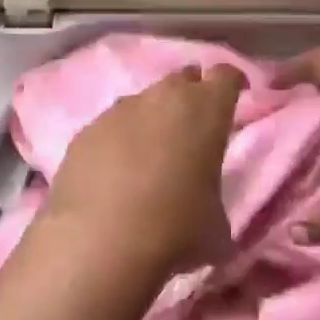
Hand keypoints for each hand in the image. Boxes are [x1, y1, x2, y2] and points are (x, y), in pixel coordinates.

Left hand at [38, 64, 245, 274]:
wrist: (99, 244)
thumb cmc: (176, 230)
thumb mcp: (217, 227)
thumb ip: (215, 201)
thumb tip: (205, 210)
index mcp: (205, 110)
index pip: (226, 75)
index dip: (232, 84)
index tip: (236, 96)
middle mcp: (161, 98)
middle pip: (181, 80)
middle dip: (190, 96)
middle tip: (193, 127)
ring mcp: (117, 111)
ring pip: (142, 101)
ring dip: (151, 119)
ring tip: (151, 154)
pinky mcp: (84, 132)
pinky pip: (109, 127)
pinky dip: (117, 142)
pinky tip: (114, 172)